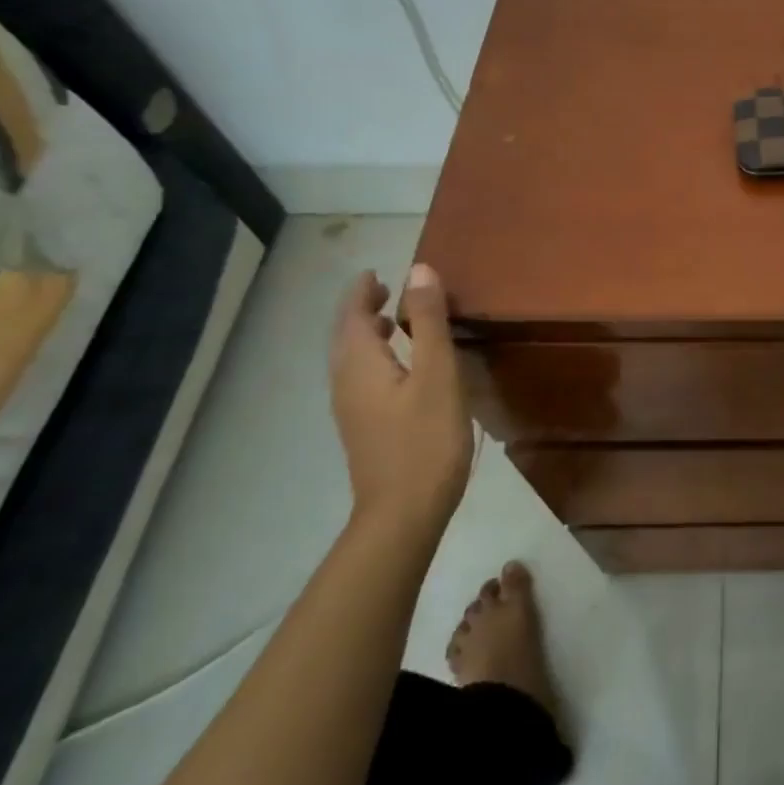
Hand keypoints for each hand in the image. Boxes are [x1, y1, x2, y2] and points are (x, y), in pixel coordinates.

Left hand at [329, 264, 473, 538]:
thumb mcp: (437, 374)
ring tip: (395, 322)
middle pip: (346, 336)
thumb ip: (428, 322)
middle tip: (391, 290)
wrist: (403, 513)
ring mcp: (352, 409)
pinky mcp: (365, 428)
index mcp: (359, 365)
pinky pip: (362, 378)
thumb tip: (419, 271)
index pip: (351, 315)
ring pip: (352, 359)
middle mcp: (346, 383)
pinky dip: (376, 357)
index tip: (379, 272)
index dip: (362, 290)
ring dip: (368, 334)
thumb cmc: (425, 439)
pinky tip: (402, 368)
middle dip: (363, 309)